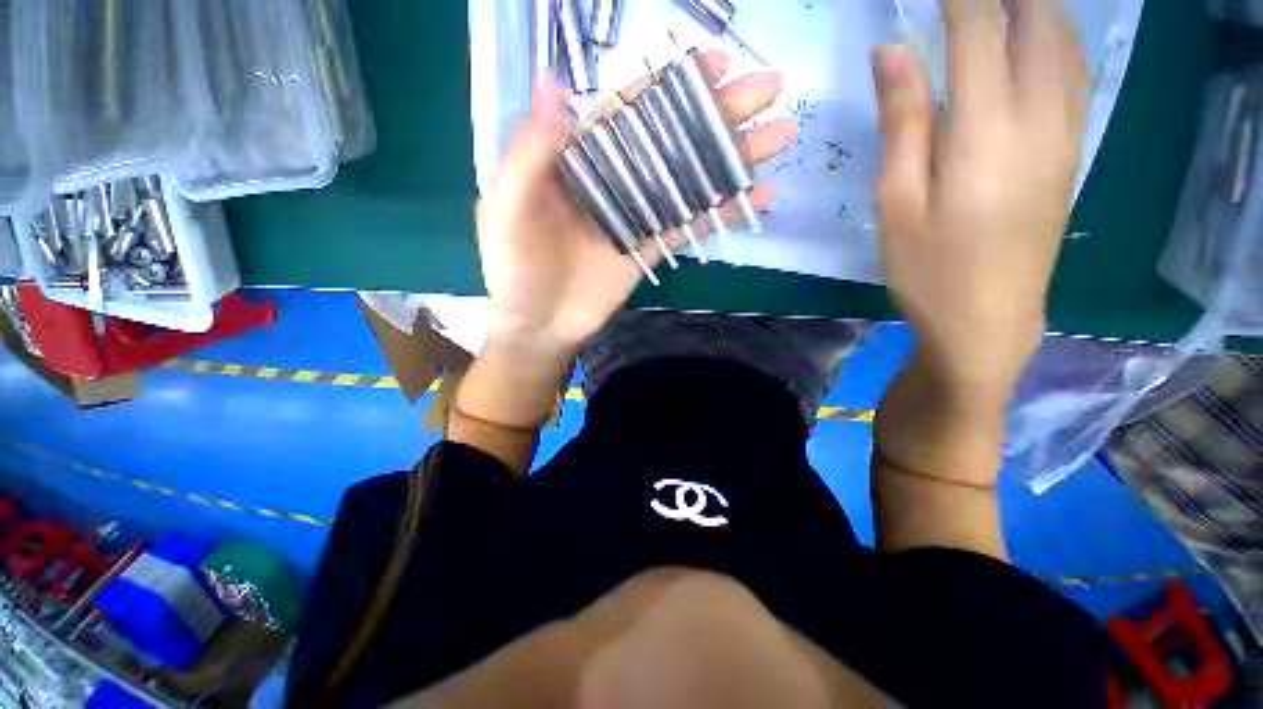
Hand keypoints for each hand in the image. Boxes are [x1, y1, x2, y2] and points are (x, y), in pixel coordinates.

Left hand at [475, 51, 795, 352]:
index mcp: (578, 160)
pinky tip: (760, 196)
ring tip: (781, 134)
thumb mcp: (508, 207)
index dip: (672, 86)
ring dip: (733, 158)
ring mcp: (635, 215)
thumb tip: (553, 84)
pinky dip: (722, 211)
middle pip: (671, 139)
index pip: (630, 110)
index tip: (716, 63)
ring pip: (688, 179)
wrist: (536, 326)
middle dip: (719, 113)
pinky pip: (689, 226)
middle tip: (771, 88)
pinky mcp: (649, 249)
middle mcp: (613, 180)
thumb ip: (530, 153)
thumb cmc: (514, 268)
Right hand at [873, 0, 1088, 398]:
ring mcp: (1063, 136)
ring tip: (1005, 4)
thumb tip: (893, 51)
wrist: (988, 322)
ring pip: (1066, 43)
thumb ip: (902, 122)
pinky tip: (1039, 39)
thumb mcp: (896, 203)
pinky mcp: (1070, 155)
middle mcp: (1039, 119)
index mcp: (986, 131)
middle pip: (1038, 22)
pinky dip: (1058, 40)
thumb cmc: (928, 270)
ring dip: (1037, 8)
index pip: (979, 29)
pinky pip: (1075, 76)